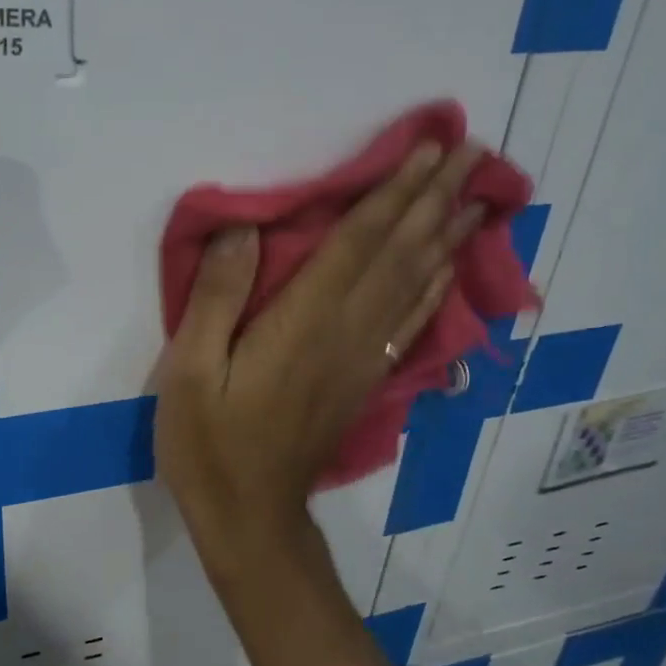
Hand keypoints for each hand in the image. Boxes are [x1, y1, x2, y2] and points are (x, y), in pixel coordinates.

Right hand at [156, 141, 484, 560]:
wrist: (249, 516)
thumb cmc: (208, 443)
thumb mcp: (189, 371)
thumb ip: (218, 299)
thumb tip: (244, 229)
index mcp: (301, 324)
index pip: (356, 244)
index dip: (392, 193)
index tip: (429, 148)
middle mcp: (344, 334)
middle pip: (398, 256)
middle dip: (433, 200)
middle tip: (471, 152)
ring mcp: (362, 360)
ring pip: (414, 286)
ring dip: (444, 237)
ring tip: (475, 198)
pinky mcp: (364, 381)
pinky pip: (410, 324)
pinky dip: (434, 289)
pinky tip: (446, 270)